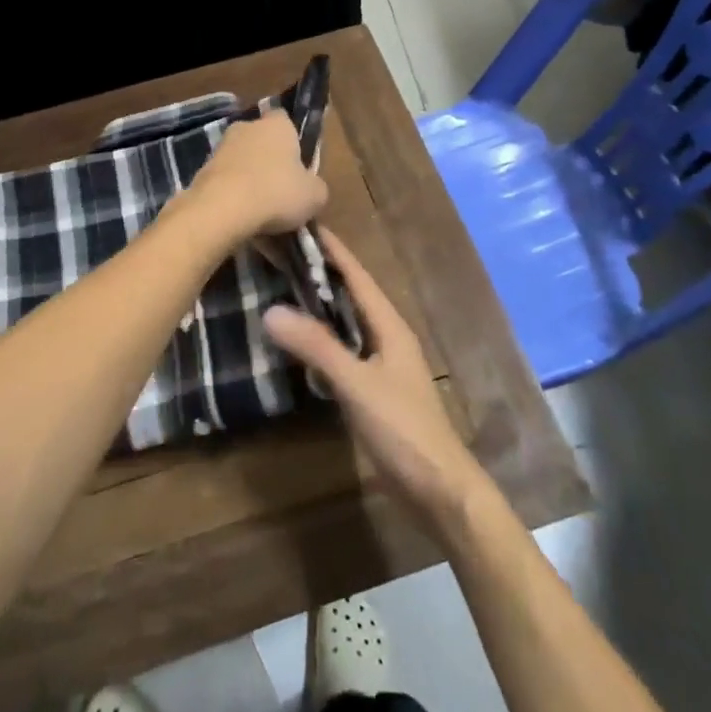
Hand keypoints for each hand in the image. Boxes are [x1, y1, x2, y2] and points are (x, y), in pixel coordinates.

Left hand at [184, 111, 328, 238]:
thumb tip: (310, 189)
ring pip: (241, 165)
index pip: (285, 120)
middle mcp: (246, 128)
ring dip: (249, 183)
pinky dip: (233, 199)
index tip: (297, 165)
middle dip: (269, 163)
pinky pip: (225, 184)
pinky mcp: (201, 172)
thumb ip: (315, 187)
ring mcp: (220, 149)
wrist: (222, 209)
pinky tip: (242, 222)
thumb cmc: (277, 193)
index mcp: (276, 124)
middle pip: (261, 143)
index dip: (292, 141)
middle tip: (281, 193)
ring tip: (261, 216)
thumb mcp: (315, 195)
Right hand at [265, 229, 491, 535]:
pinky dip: (322, 336)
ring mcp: (384, 364)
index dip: (332, 250)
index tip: (303, 222)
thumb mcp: (357, 385)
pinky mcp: (376, 388)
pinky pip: (345, 348)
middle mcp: (389, 337)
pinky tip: (300, 341)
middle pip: (352, 294)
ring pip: (348, 322)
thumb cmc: (403, 430)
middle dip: (321, 271)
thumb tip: (271, 309)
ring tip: (284, 285)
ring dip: (321, 303)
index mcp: (391, 327)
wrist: (439, 489)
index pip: (357, 276)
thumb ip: (317, 348)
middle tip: (282, 250)